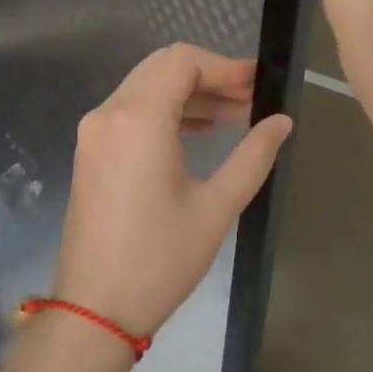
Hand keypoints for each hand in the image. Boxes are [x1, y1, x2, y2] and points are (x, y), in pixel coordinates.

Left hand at [53, 44, 293, 339]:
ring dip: (188, 95)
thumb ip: (253, 155)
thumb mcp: (216, 207)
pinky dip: (164, 112)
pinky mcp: (90, 152)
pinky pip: (130, 112)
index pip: (183, 62)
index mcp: (138, 119)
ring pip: (145, 88)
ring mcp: (94, 132)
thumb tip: (282, 121)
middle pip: (162, 68)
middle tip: (250, 100)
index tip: (259, 84)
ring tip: (233, 118)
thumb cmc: (160, 259)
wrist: (95, 309)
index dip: (225, 66)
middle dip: (209, 77)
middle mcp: (109, 113)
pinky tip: (197, 133)